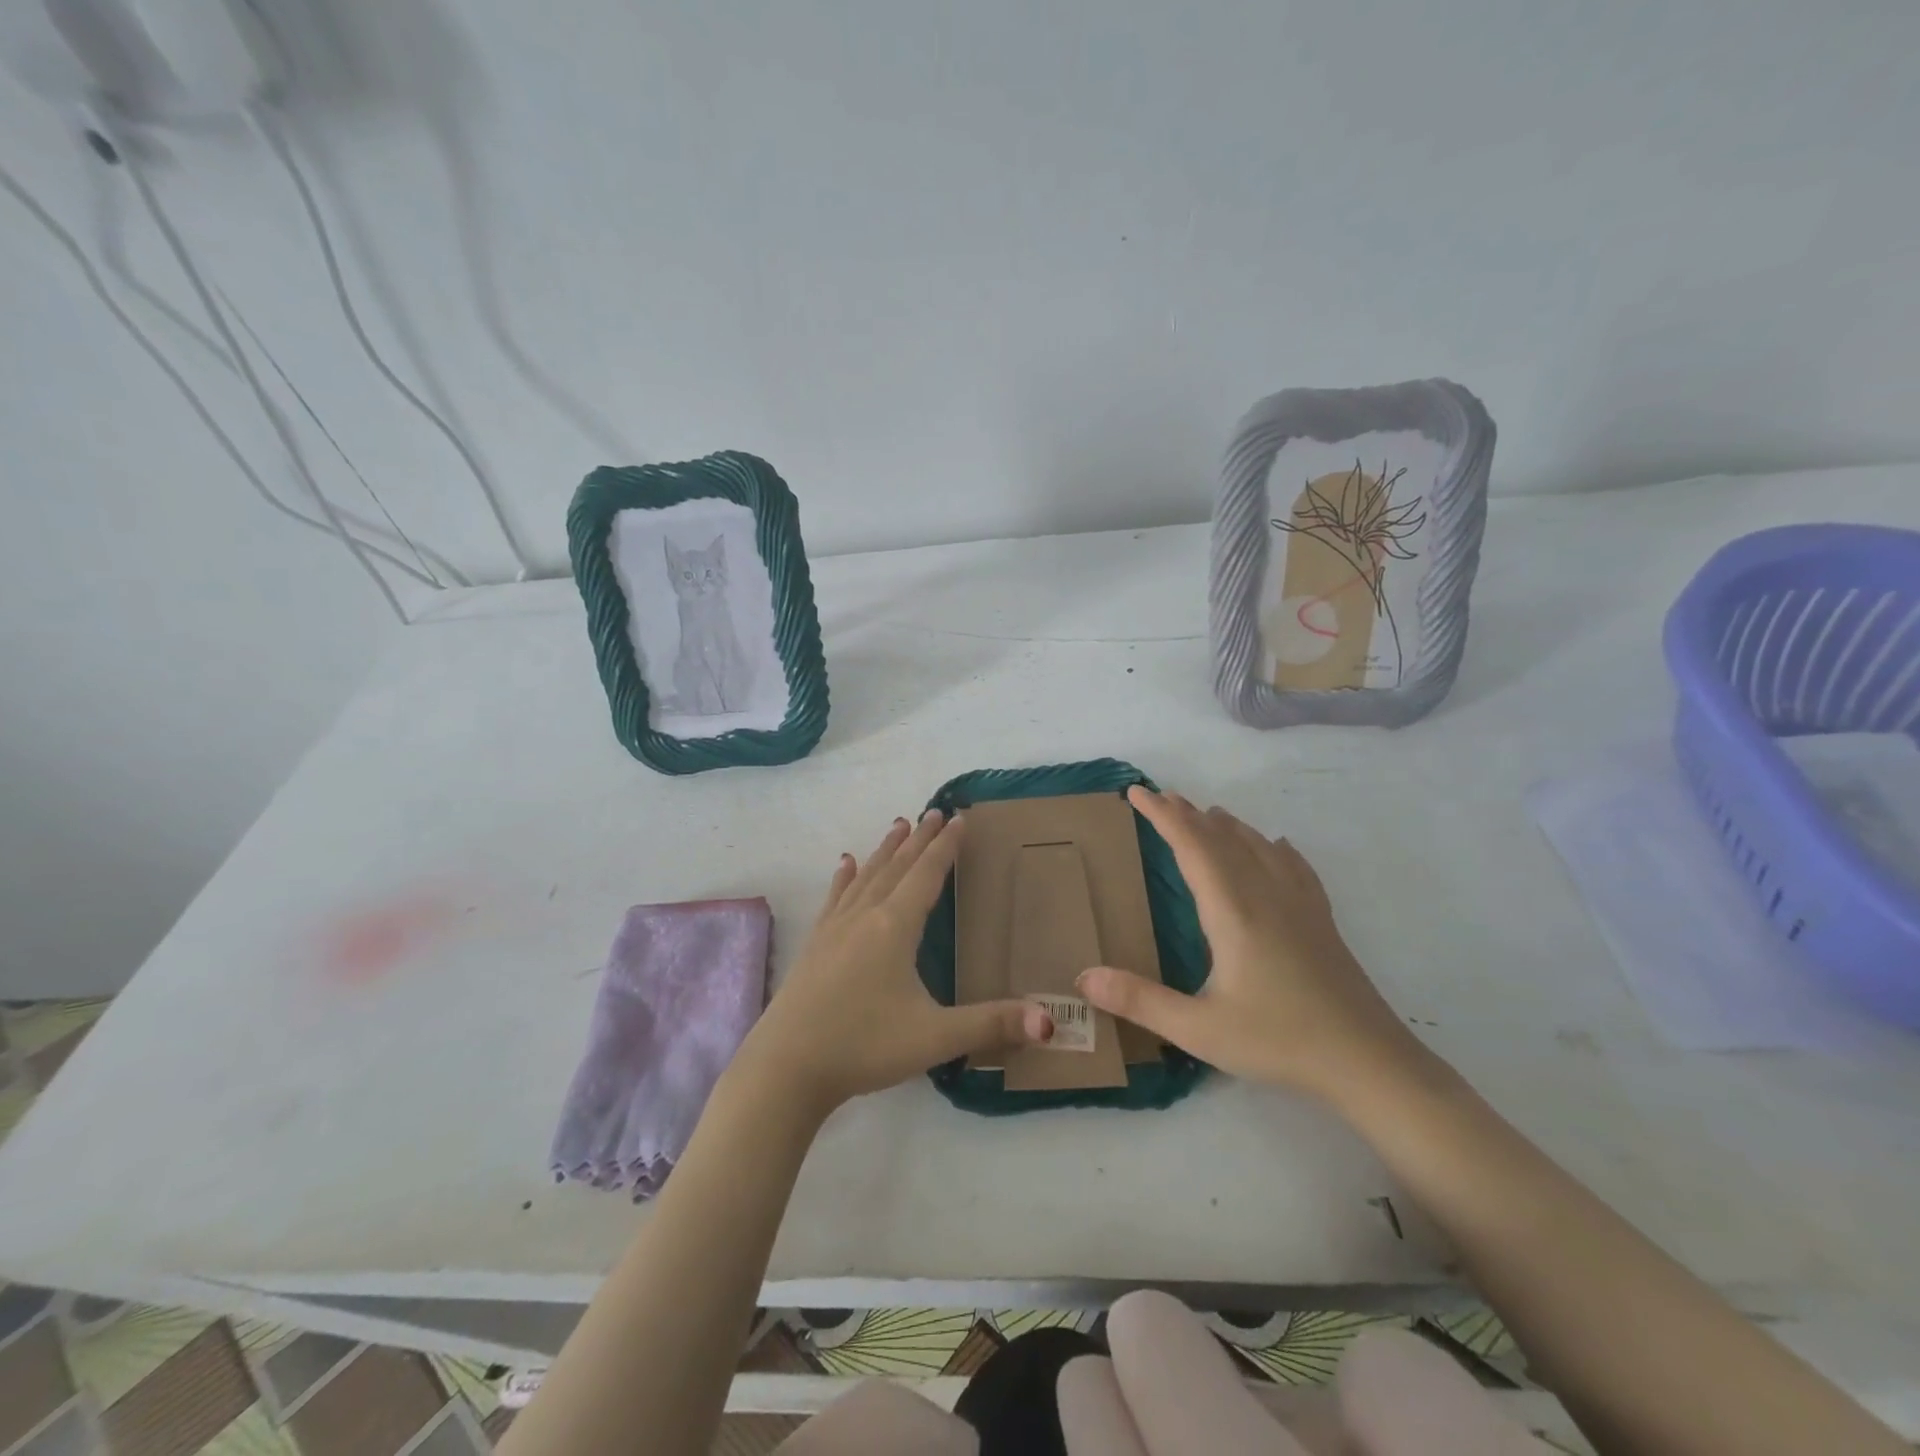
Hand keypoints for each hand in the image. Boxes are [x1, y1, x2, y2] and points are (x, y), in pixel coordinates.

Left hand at [736, 810, 1052, 1113]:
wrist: (786, 1067)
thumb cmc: (864, 1046)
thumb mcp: (934, 1037)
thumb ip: (991, 1025)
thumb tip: (1048, 1020)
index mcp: (895, 928)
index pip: (926, 875)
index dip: (945, 847)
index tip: (958, 818)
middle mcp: (864, 917)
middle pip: (897, 867)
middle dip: (918, 839)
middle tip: (934, 812)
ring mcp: (835, 929)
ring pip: (866, 877)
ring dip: (885, 850)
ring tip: (898, 825)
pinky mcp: (814, 945)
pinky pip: (835, 898)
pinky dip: (845, 878)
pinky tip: (845, 864)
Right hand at [1077, 786, 1425, 1104]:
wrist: (1369, 1062)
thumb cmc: (1279, 1041)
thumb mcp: (1199, 1029)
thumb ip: (1140, 1001)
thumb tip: (1083, 978)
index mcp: (1232, 910)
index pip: (1191, 846)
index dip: (1162, 816)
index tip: (1137, 792)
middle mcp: (1265, 894)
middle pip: (1222, 839)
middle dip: (1188, 815)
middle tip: (1161, 796)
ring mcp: (1299, 905)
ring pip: (1258, 847)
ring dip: (1227, 826)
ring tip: (1207, 813)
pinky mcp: (1321, 921)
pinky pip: (1295, 866)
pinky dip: (1275, 847)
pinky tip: (1277, 846)